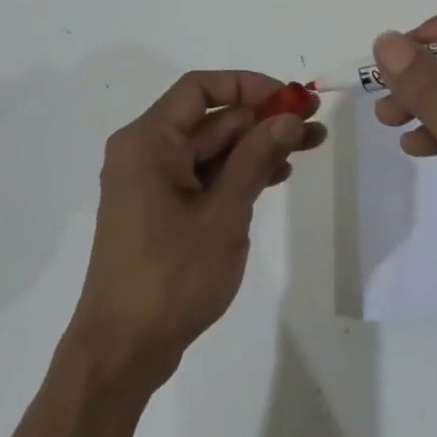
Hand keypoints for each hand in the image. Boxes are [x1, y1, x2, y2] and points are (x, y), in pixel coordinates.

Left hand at [68, 71, 324, 394]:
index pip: (200, 88)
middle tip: (314, 124)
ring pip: (211, 150)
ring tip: (309, 146)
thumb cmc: (171, 276)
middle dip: (263, 119)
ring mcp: (152, 183)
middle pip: (211, 119)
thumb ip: (256, 158)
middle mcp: (146, 152)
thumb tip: (288, 117)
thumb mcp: (223, 213)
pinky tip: (276, 176)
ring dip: (257, 146)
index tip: (291, 98)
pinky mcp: (161, 210)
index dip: (249, 86)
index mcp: (149, 141)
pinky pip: (204, 177)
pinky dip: (238, 173)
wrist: (122, 350)